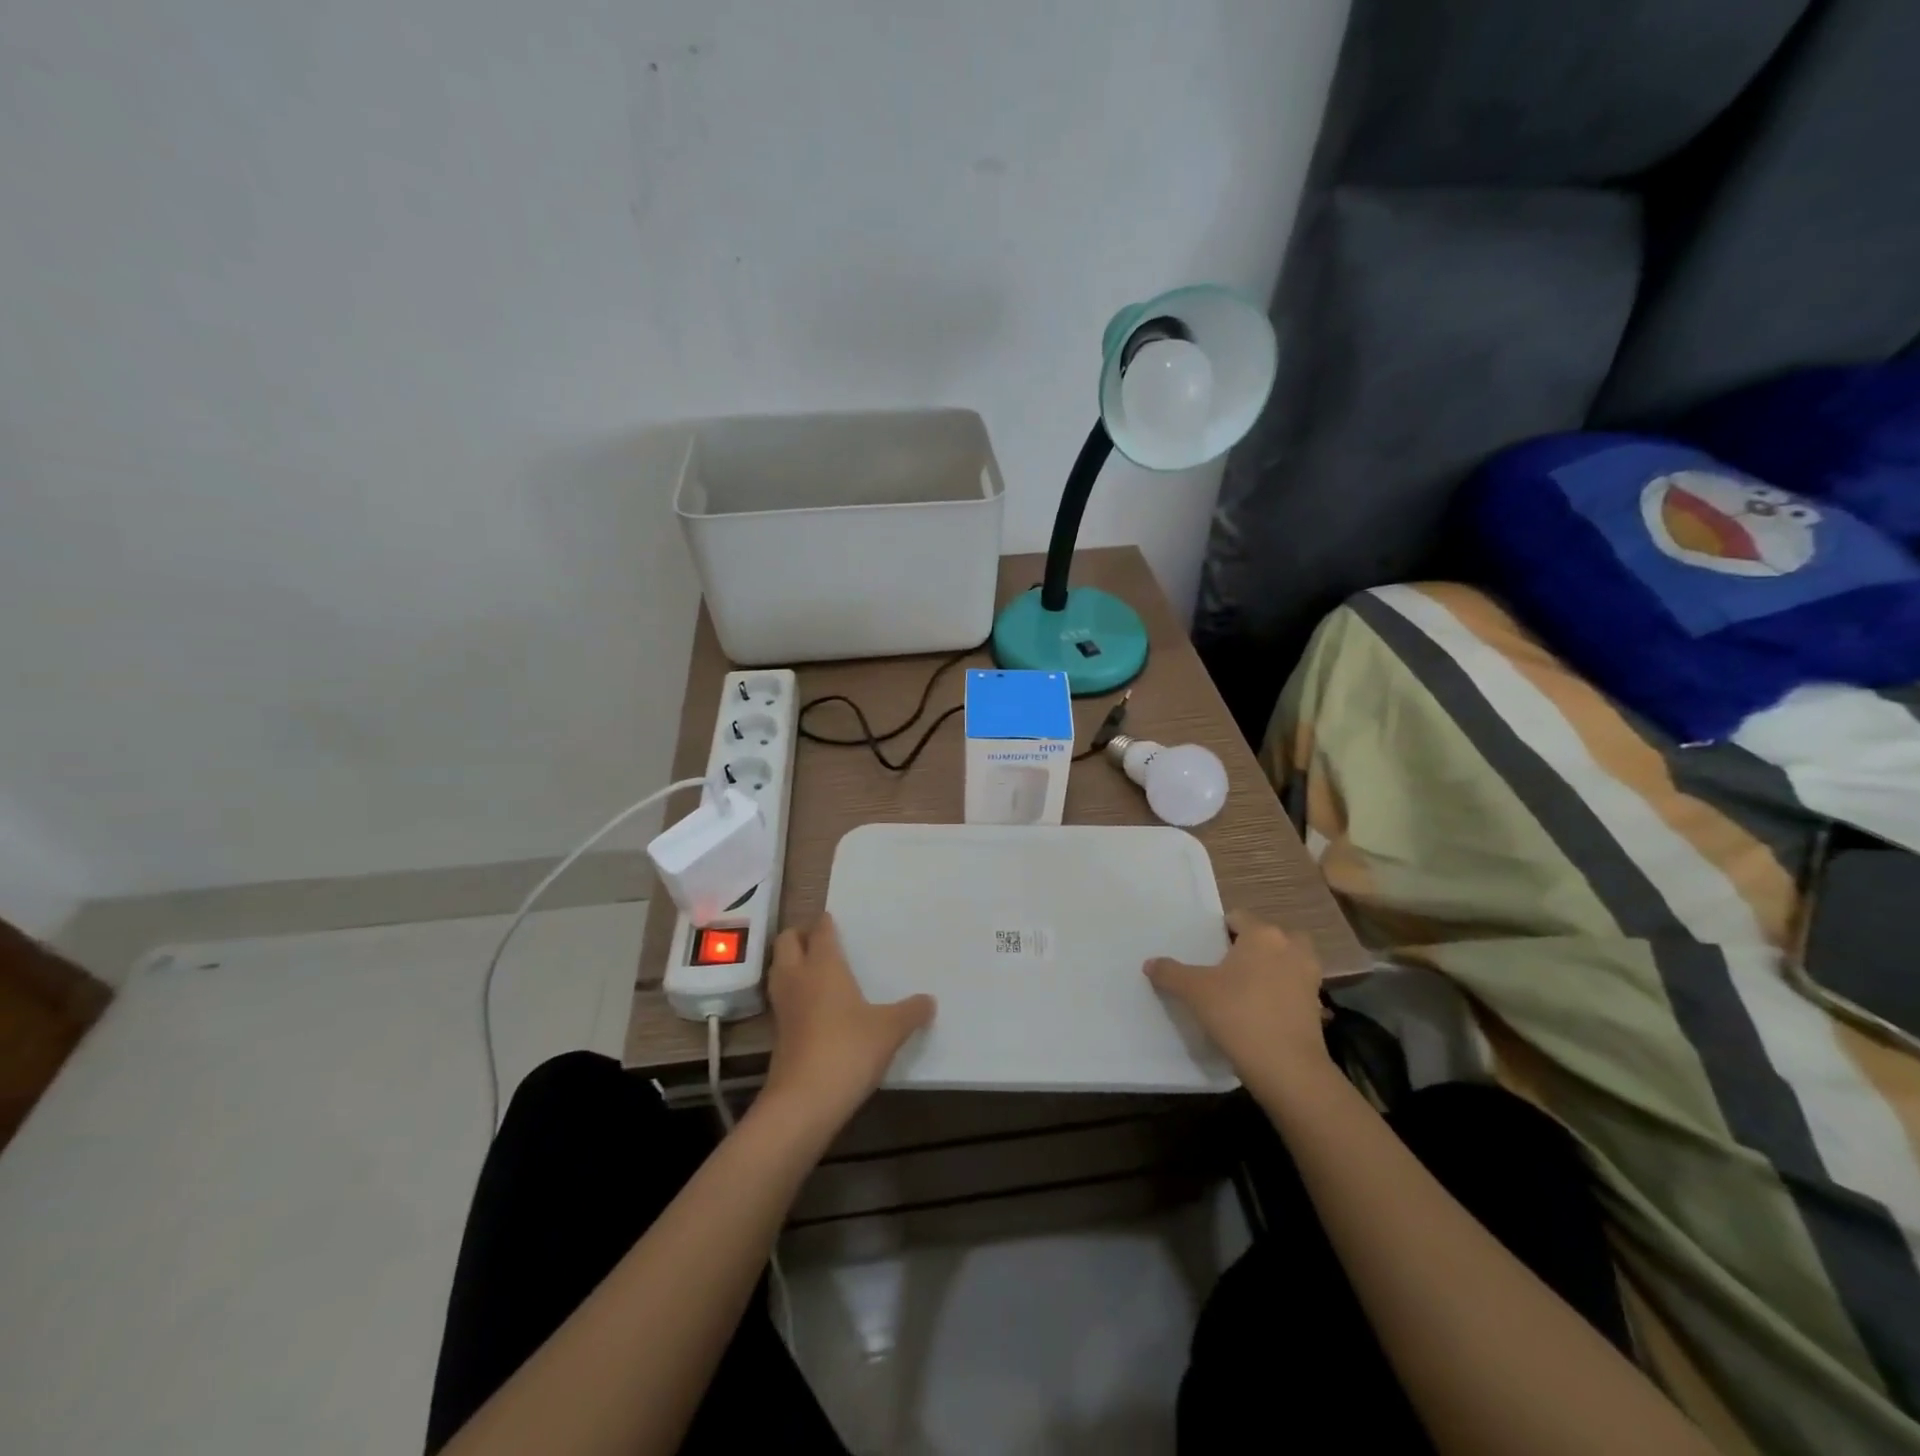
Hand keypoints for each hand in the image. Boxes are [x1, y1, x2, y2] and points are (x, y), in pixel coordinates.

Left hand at [760, 914, 935, 1133]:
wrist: (804, 1101)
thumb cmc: (848, 1049)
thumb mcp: (890, 1030)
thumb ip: (911, 1011)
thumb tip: (930, 1001)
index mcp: (824, 965)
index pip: (820, 930)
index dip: (826, 922)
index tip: (835, 919)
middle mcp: (798, 977)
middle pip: (787, 941)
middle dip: (800, 935)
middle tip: (822, 939)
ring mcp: (783, 1005)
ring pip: (779, 968)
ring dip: (791, 962)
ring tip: (816, 968)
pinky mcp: (777, 1032)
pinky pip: (782, 998)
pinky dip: (793, 992)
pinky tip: (814, 1005)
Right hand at [1145, 911, 1333, 1093]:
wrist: (1287, 1067)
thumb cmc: (1238, 1015)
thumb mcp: (1194, 992)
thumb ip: (1170, 973)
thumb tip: (1150, 963)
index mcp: (1262, 934)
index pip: (1238, 917)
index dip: (1220, 931)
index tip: (1207, 951)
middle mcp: (1290, 947)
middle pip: (1267, 936)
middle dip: (1251, 946)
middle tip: (1227, 967)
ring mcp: (1309, 975)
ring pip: (1286, 959)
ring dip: (1271, 967)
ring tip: (1245, 988)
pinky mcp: (1317, 1004)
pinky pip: (1294, 986)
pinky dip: (1281, 992)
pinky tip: (1261, 1011)